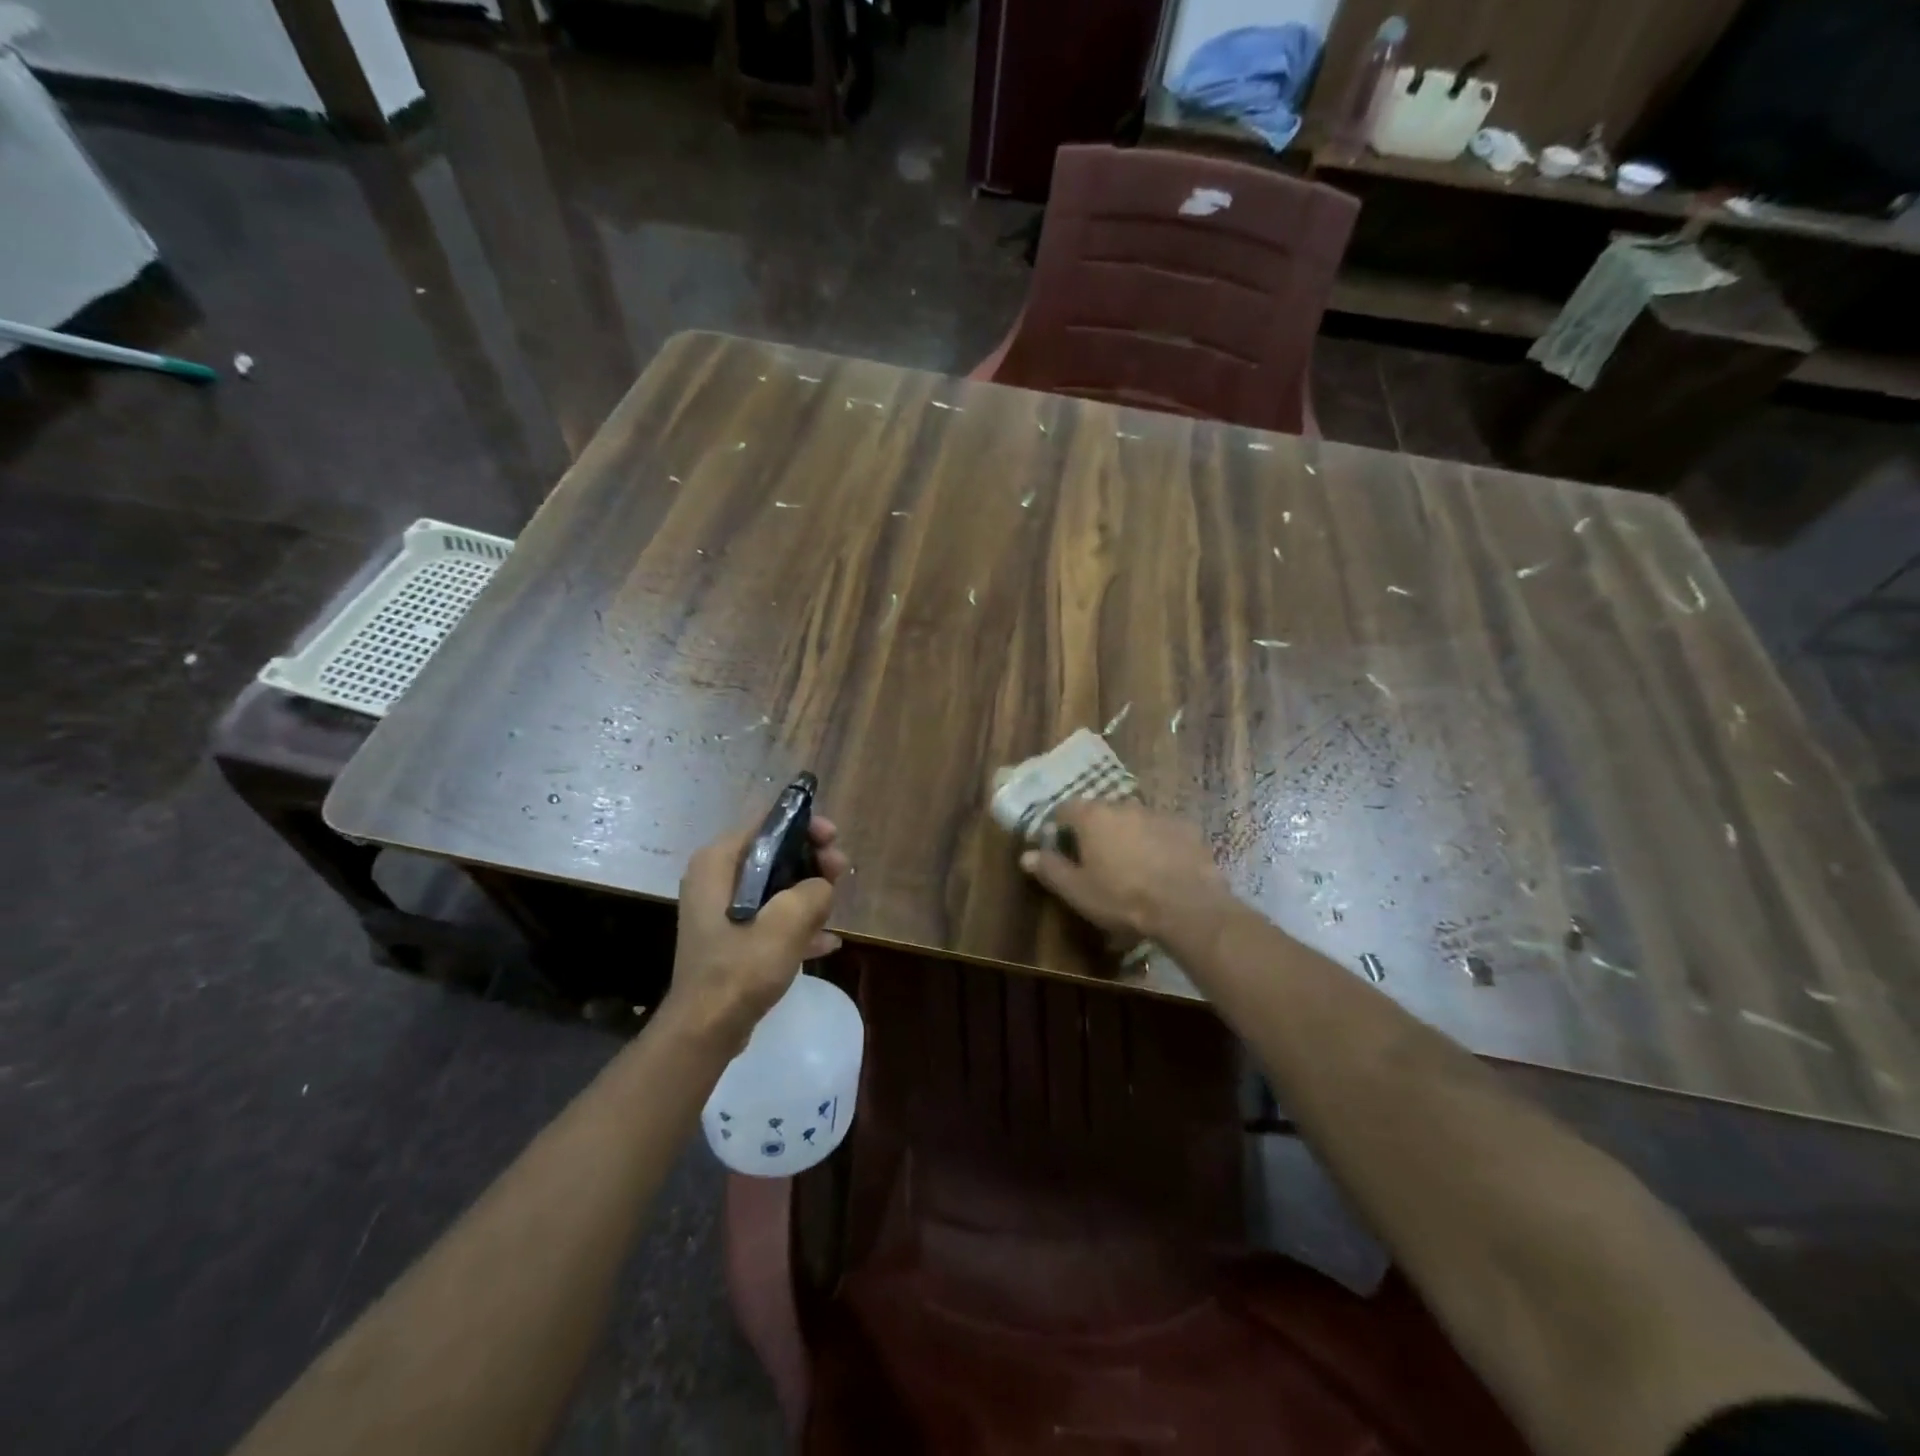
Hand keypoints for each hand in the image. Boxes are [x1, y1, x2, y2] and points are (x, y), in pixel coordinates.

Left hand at [664, 814, 849, 1043]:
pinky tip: (827, 942)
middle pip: (773, 852)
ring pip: (775, 886)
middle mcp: (715, 878)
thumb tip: (822, 887)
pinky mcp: (731, 937)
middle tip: (840, 873)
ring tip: (835, 910)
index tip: (834, 840)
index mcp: (718, 862)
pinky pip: (769, 917)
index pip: (766, 823)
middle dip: (811, 862)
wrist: (706, 1029)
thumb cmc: (741, 966)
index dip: (804, 825)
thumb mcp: (788, 921)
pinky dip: (796, 924)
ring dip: (808, 894)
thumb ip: (814, 890)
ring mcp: (722, 910)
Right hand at [1019, 800, 1232, 943]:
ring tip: (1130, 866)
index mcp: (1092, 816)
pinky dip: (1155, 843)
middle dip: (1094, 830)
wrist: (1187, 906)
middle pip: (1100, 812)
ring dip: (1126, 835)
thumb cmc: (1122, 898)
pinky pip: (1161, 830)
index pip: (1065, 809)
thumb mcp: (1077, 891)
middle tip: (1095, 860)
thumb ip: (1050, 869)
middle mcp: (1123, 805)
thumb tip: (1026, 855)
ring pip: (1132, 820)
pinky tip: (1160, 867)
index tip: (1059, 846)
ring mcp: (1157, 813)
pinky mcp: (1185, 827)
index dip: (1059, 826)